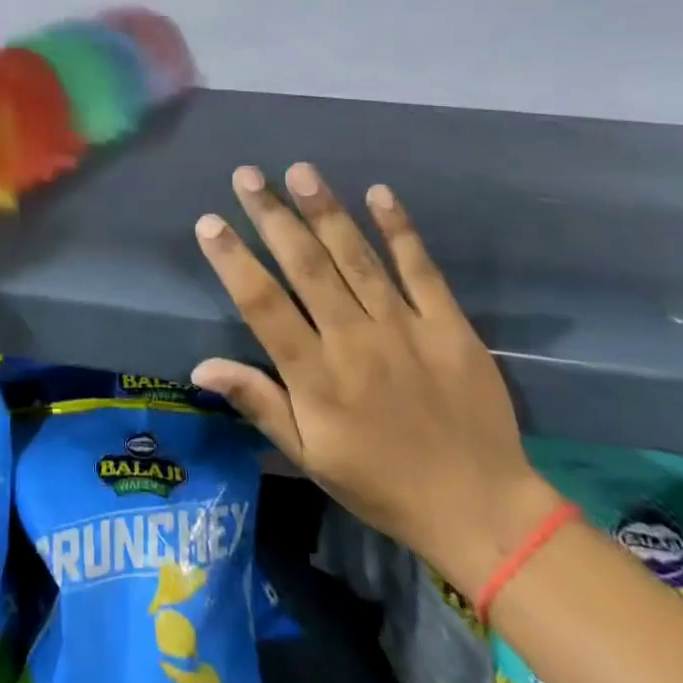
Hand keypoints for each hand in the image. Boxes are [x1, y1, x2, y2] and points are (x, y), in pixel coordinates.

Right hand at [190, 164, 560, 595]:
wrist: (482, 511)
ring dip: (326, 211)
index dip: (233, 261)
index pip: (264, 305)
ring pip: (357, 258)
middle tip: (247, 175)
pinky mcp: (449, 325)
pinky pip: (420, 269)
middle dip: (273, 216)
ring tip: (300, 171)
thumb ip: (258, 403)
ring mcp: (405, 329)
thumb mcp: (309, 456)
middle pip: (306, 267)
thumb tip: (200, 366)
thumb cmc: (381, 483)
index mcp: (317, 378)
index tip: (209, 222)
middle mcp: (355, 342)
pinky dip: (399, 230)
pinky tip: (379, 193)